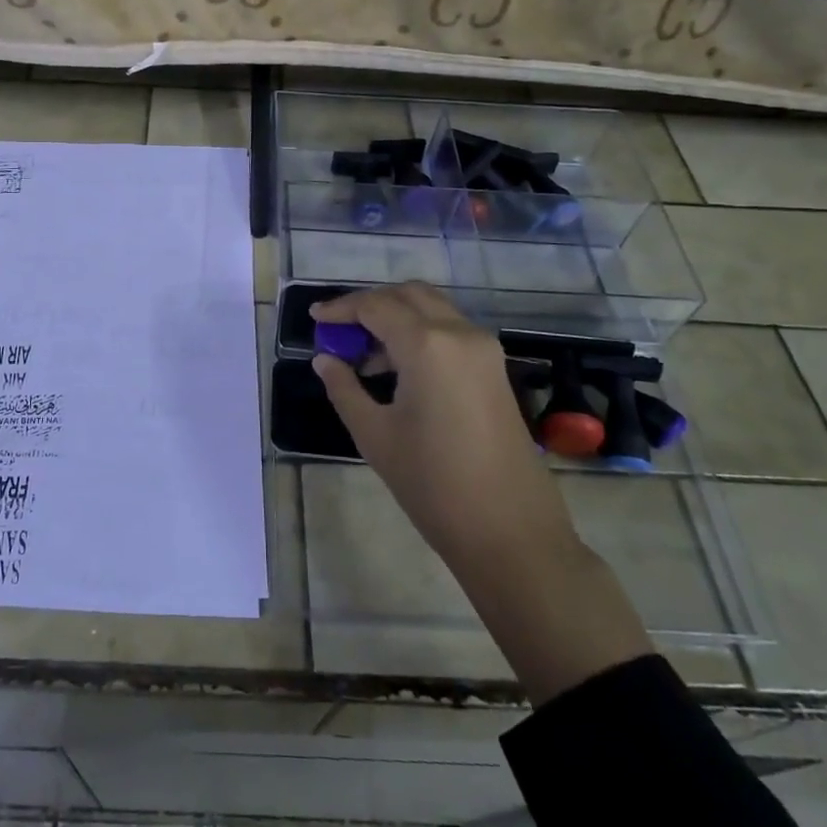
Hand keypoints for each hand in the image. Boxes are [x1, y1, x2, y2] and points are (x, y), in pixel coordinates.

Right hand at [311, 283, 650, 701]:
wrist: (511, 532)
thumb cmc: (433, 484)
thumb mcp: (375, 435)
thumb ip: (345, 389)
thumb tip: (325, 360)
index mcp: (427, 345)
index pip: (376, 306)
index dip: (341, 308)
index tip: (314, 317)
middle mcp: (460, 333)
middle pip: (408, 295)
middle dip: (370, 304)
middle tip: (340, 328)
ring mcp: (484, 349)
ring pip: (432, 309)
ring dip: (397, 317)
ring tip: (364, 355)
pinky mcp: (494, 369)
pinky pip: (450, 331)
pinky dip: (420, 333)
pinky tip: (397, 369)